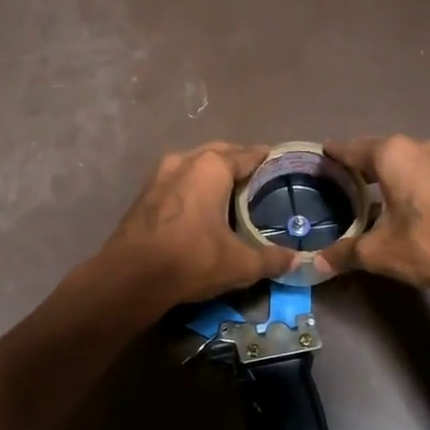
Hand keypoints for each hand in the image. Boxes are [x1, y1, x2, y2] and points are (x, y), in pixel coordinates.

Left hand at [97, 143, 298, 309]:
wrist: (130, 276)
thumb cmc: (192, 259)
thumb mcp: (240, 264)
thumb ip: (271, 259)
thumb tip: (299, 262)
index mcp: (212, 167)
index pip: (247, 155)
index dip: (265, 159)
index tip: (278, 162)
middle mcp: (184, 161)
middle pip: (218, 153)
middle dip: (237, 161)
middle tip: (256, 176)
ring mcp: (158, 175)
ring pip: (193, 165)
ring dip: (210, 173)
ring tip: (228, 190)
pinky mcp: (143, 194)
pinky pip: (176, 182)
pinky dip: (191, 187)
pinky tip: (198, 206)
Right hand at [312, 136, 429, 298]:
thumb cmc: (429, 243)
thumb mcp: (379, 252)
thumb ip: (346, 253)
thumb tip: (316, 265)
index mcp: (393, 154)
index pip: (353, 149)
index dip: (335, 154)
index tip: (322, 155)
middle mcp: (421, 147)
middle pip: (382, 151)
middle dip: (362, 165)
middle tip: (343, 179)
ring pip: (408, 161)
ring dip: (391, 174)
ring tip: (373, 192)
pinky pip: (428, 172)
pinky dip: (412, 182)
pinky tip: (407, 203)